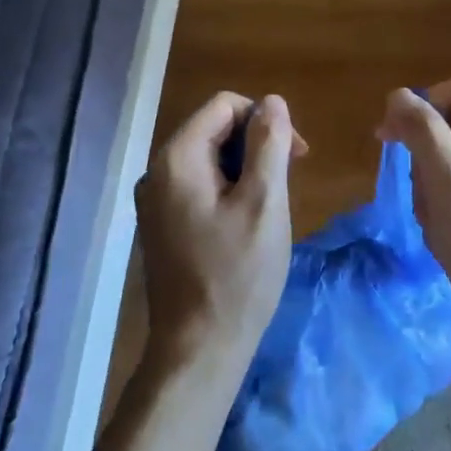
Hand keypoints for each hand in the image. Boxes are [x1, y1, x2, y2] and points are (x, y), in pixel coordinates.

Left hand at [135, 92, 304, 392]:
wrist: (198, 349)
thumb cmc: (237, 275)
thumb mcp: (264, 203)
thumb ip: (269, 144)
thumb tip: (273, 101)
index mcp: (177, 158)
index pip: (224, 105)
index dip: (265, 118)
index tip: (296, 155)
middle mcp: (157, 172)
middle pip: (213, 130)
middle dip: (256, 144)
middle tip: (287, 182)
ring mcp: (155, 201)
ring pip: (208, 159)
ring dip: (245, 169)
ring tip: (270, 207)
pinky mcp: (161, 225)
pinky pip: (198, 187)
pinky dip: (228, 191)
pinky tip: (246, 223)